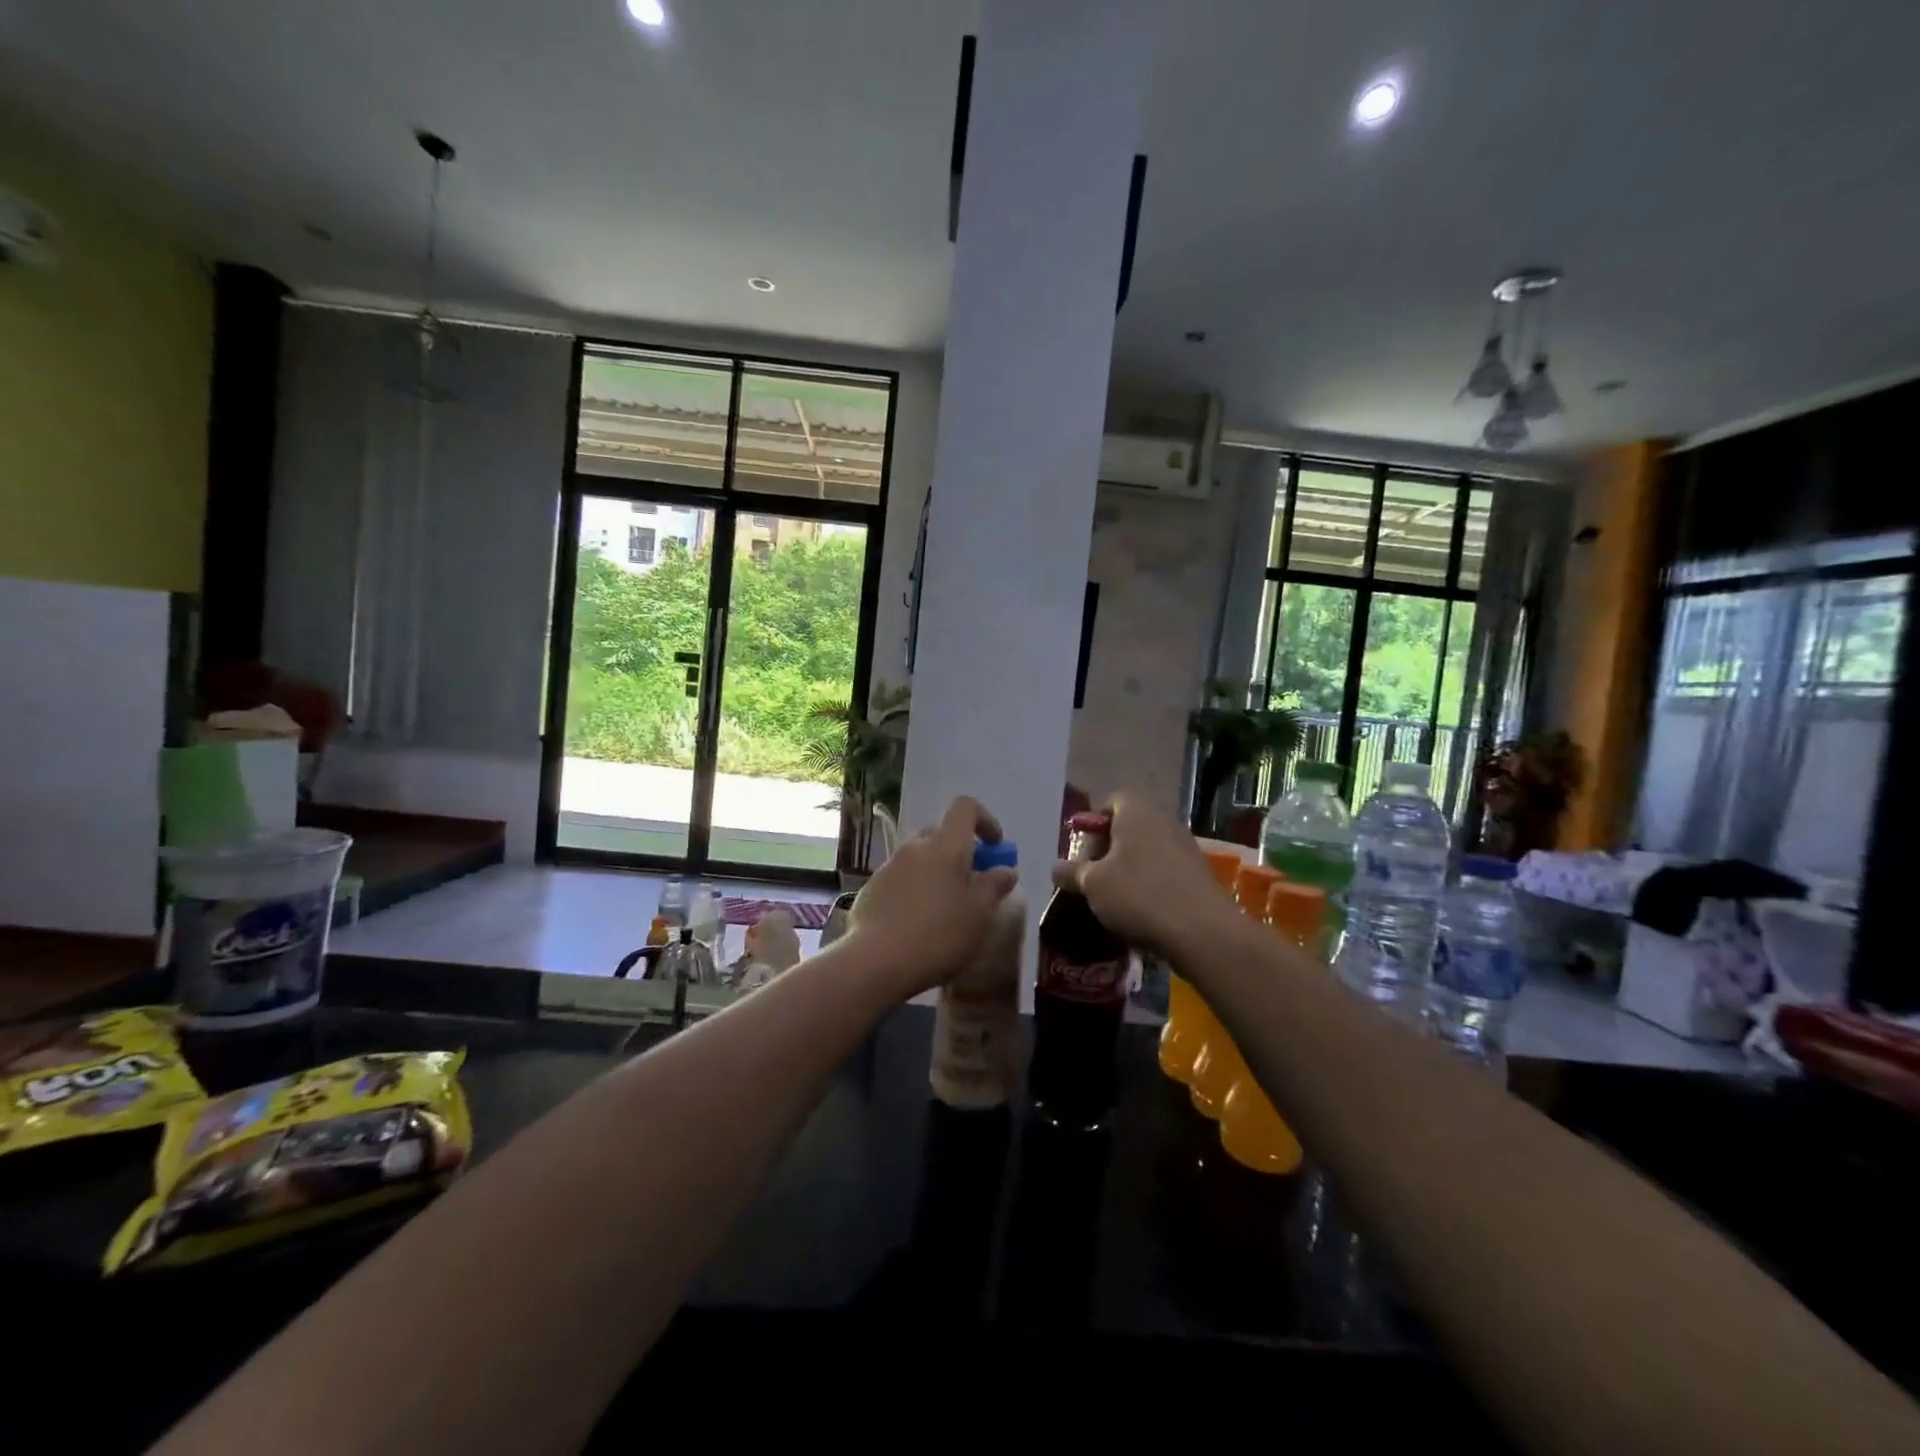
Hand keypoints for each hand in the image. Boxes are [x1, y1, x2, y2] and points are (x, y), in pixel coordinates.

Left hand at [846, 797, 1019, 997]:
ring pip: (921, 858)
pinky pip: (902, 878)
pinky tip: (919, 923)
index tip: (995, 847)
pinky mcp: (872, 887)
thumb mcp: (980, 915)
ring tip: (946, 910)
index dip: (984, 820)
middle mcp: (915, 846)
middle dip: (960, 853)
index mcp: (946, 845)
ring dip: (937, 873)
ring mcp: (890, 865)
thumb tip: (1006, 870)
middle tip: (973, 884)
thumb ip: (995, 887)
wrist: (876, 961)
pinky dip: (916, 890)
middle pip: (942, 835)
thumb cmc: (939, 934)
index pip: (965, 808)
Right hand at [1051, 792, 1237, 956]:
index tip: (1085, 853)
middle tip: (1095, 878)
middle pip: (1131, 827)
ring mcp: (1187, 847)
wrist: (1202, 932)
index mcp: (1137, 811)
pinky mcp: (1200, 875)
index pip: (1112, 801)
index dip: (1095, 825)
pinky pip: (1167, 873)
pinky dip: (1153, 886)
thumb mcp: (1092, 885)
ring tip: (1116, 900)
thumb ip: (1071, 873)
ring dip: (1132, 870)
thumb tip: (1056, 868)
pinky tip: (1143, 913)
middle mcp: (1164, 820)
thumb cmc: (1138, 895)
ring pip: (1149, 851)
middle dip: (1111, 850)